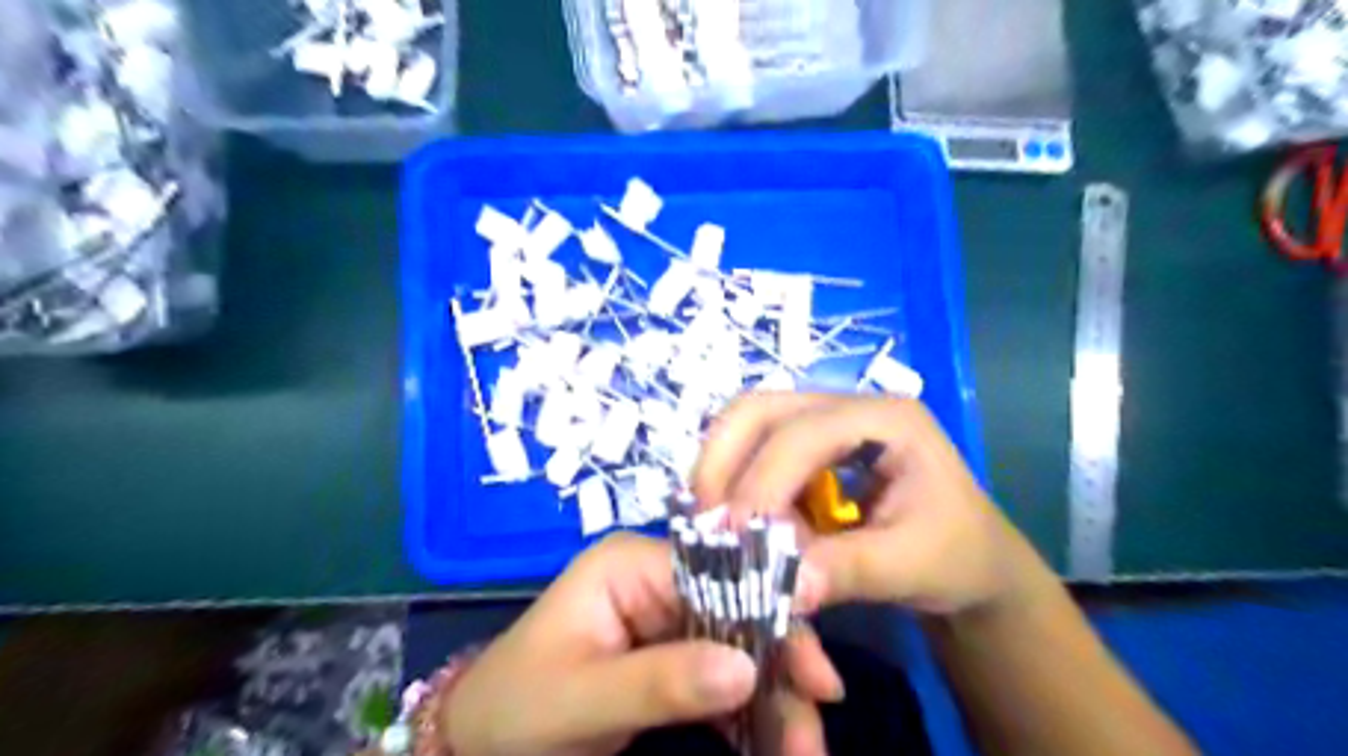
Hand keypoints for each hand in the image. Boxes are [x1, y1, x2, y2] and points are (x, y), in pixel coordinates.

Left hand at [441, 531, 840, 755]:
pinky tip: (776, 741)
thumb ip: (659, 681)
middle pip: (739, 610)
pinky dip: (751, 712)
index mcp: (631, 565)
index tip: (815, 665)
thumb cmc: (518, 709)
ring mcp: (665, 619)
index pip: (717, 572)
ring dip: (774, 696)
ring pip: (740, 646)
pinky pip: (723, 676)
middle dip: (780, 664)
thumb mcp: (582, 698)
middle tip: (819, 719)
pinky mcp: (670, 657)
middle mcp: (656, 581)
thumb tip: (746, 666)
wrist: (479, 743)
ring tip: (804, 749)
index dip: (770, 611)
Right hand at [695, 392, 1051, 615]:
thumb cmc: (956, 555)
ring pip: (748, 421)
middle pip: (761, 407)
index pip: (806, 433)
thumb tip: (783, 589)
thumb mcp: (913, 567)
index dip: (764, 480)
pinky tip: (733, 520)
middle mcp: (849, 406)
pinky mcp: (807, 446)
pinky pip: (754, 449)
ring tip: (710, 521)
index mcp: (887, 420)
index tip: (733, 536)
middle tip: (703, 519)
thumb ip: (849, 571)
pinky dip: (733, 481)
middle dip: (723, 460)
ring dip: (720, 468)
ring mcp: (824, 421)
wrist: (972, 557)